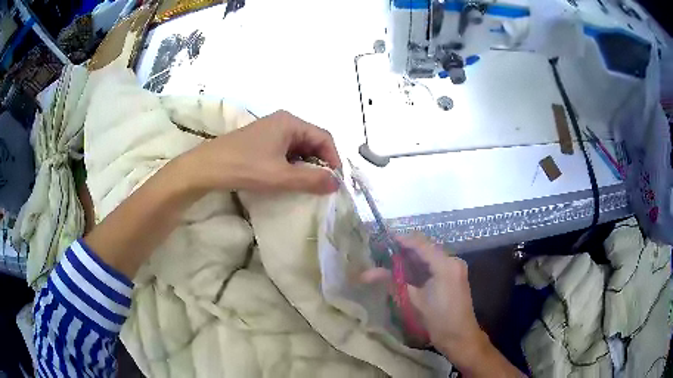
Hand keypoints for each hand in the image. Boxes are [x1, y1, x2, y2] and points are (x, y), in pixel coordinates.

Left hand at [180, 110, 341, 194]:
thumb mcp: (281, 176)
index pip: (324, 137)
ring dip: (305, 165)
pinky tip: (288, 178)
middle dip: (319, 163)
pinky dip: (291, 164)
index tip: (335, 181)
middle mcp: (283, 121)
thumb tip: (336, 183)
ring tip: (305, 184)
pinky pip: (285, 151)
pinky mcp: (261, 141)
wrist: (206, 168)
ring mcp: (270, 130)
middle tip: (321, 185)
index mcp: (290, 122)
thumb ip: (311, 179)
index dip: (333, 159)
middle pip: (312, 141)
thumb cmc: (244, 167)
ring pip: (298, 147)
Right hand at [362, 236, 524, 376]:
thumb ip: (393, 282)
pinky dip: (420, 266)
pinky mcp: (454, 276)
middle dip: (406, 249)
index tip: (384, 238)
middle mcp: (453, 261)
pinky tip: (407, 270)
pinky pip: (435, 265)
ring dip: (412, 257)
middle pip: (426, 248)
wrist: (460, 337)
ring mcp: (455, 268)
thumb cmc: (438, 320)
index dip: (402, 240)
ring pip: (430, 256)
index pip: (422, 245)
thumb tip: (367, 273)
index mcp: (446, 265)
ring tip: (391, 259)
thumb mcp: (413, 301)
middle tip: (384, 251)